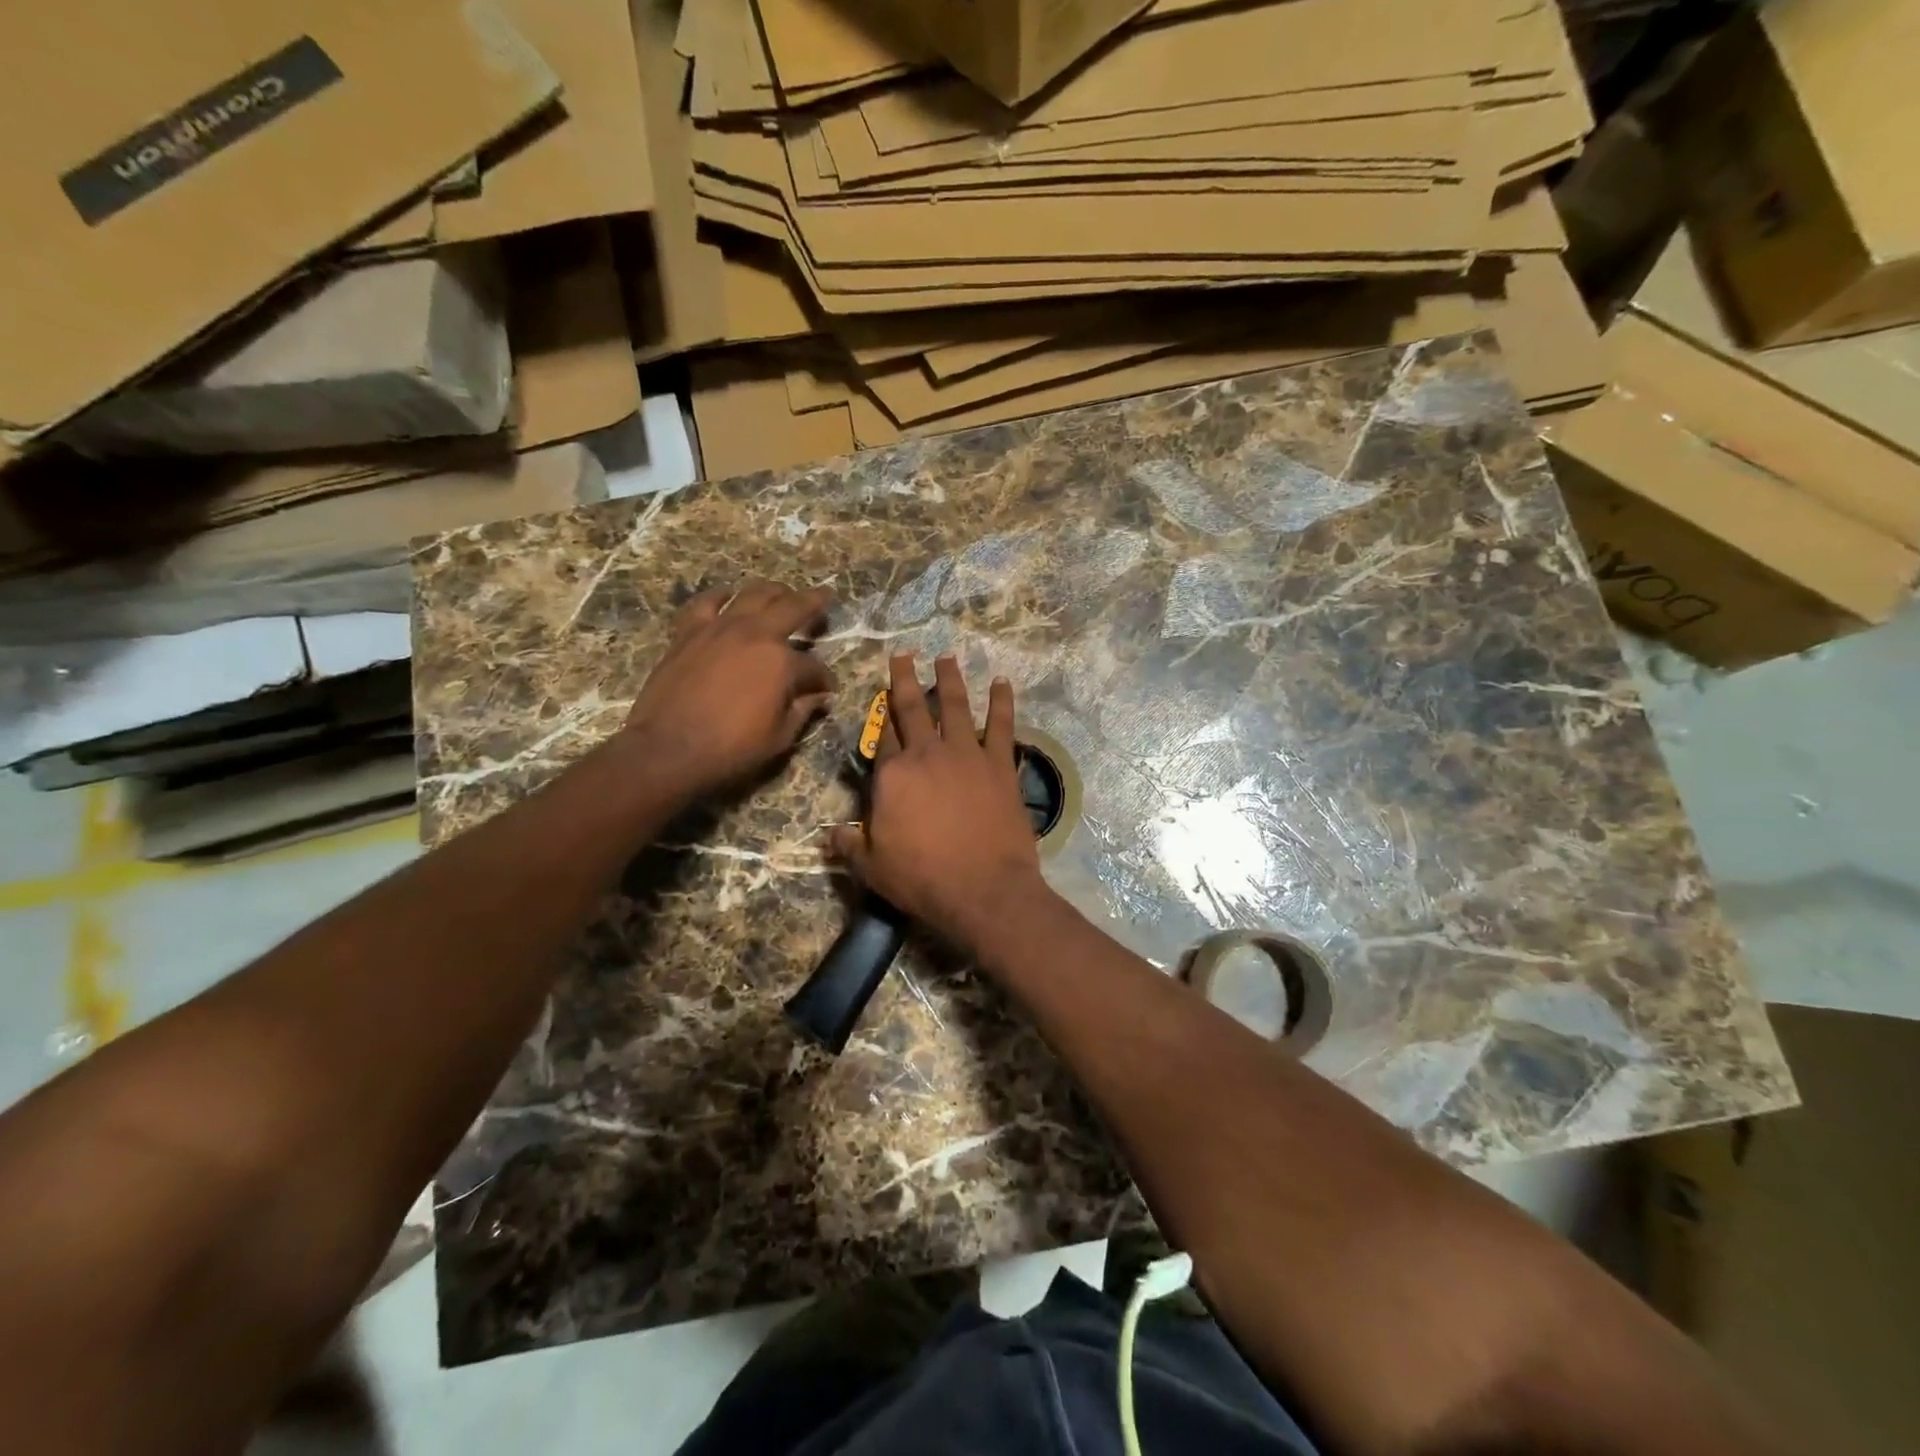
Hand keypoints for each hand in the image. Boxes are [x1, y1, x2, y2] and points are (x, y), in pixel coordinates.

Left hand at [622, 580, 836, 801]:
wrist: (668, 750)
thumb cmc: (730, 749)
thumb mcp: (779, 738)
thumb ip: (803, 711)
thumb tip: (820, 698)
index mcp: (782, 663)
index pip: (814, 666)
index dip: (824, 678)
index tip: (826, 690)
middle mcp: (756, 634)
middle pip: (792, 608)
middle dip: (814, 602)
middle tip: (824, 596)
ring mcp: (720, 628)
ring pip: (753, 594)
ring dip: (774, 591)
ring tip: (783, 592)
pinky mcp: (689, 631)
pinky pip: (706, 602)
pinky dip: (720, 596)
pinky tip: (728, 596)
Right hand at [830, 653, 1045, 949]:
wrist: (983, 889)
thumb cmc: (922, 879)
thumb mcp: (872, 868)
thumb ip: (849, 846)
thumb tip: (830, 835)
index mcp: (892, 775)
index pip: (883, 737)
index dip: (881, 716)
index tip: (881, 695)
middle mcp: (927, 754)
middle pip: (912, 709)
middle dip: (906, 679)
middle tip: (904, 655)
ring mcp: (966, 755)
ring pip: (955, 706)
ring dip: (950, 679)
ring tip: (947, 657)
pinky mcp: (1000, 764)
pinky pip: (1002, 725)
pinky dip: (1002, 702)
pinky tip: (1002, 682)